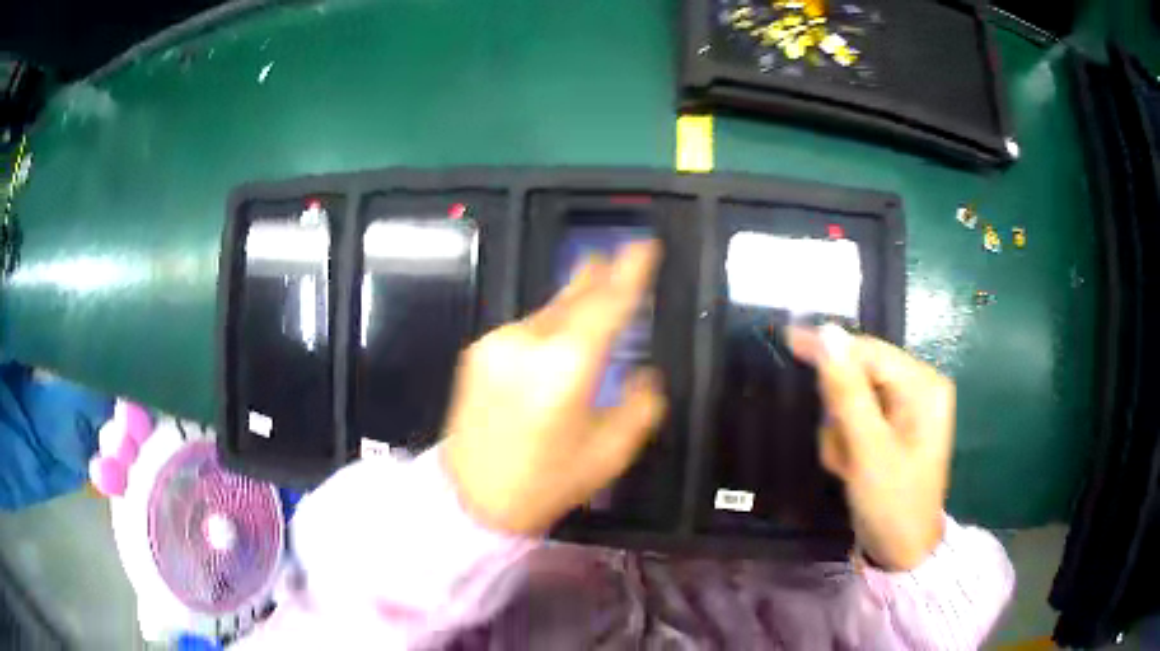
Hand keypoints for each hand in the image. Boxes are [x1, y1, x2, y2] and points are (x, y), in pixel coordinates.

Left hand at [441, 242, 666, 534]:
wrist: (470, 497)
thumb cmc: (546, 482)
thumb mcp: (610, 453)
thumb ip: (641, 406)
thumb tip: (645, 374)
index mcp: (567, 367)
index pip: (607, 304)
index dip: (631, 271)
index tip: (645, 245)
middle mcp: (529, 342)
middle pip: (574, 295)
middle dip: (599, 275)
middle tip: (619, 258)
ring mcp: (497, 342)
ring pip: (548, 311)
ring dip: (573, 306)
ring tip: (593, 301)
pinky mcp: (477, 351)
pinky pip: (525, 328)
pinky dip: (547, 327)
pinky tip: (554, 341)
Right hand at [788, 325, 954, 570]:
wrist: (903, 553)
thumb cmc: (893, 503)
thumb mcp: (868, 450)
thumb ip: (847, 392)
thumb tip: (827, 333)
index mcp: (923, 386)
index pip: (869, 352)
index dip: (830, 349)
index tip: (787, 340)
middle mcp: (919, 390)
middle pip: (860, 377)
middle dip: (841, 414)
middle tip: (841, 454)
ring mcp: (907, 411)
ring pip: (853, 401)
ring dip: (841, 434)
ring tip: (849, 468)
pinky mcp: (894, 430)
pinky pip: (857, 421)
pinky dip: (847, 444)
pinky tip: (852, 469)